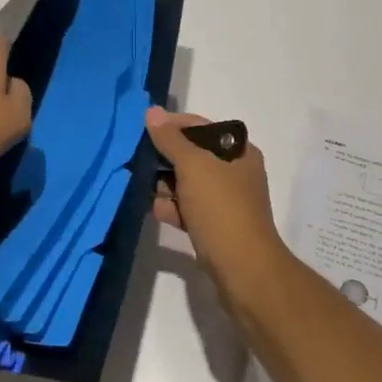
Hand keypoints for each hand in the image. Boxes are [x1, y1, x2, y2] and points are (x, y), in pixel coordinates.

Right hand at [147, 107, 284, 286]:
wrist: (242, 270)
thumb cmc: (221, 209)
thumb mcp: (193, 166)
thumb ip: (170, 139)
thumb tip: (152, 111)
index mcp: (239, 152)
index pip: (202, 127)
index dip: (173, 126)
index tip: (145, 131)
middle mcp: (235, 173)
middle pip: (192, 156)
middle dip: (165, 159)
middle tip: (139, 162)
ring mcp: (225, 201)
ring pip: (187, 183)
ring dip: (165, 185)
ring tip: (144, 189)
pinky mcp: (214, 226)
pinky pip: (187, 208)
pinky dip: (172, 208)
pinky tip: (156, 211)